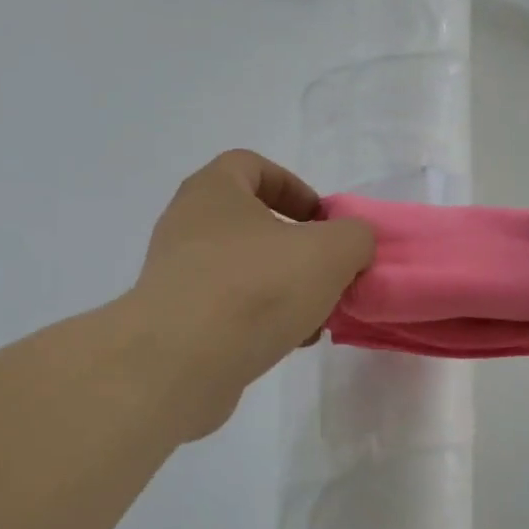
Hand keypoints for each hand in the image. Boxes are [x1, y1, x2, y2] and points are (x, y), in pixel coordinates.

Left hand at [128, 151, 374, 440]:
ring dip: (282, 288)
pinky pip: (226, 308)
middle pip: (251, 223)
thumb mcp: (330, 252)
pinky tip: (286, 343)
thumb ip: (354, 236)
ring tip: (314, 318)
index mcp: (213, 190)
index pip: (252, 166)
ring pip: (242, 270)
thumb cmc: (256, 287)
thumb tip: (352, 241)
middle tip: (326, 273)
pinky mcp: (174, 320)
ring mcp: (175, 274)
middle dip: (296, 248)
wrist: (180, 363)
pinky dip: (258, 320)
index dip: (294, 187)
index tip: (323, 221)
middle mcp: (187, 225)